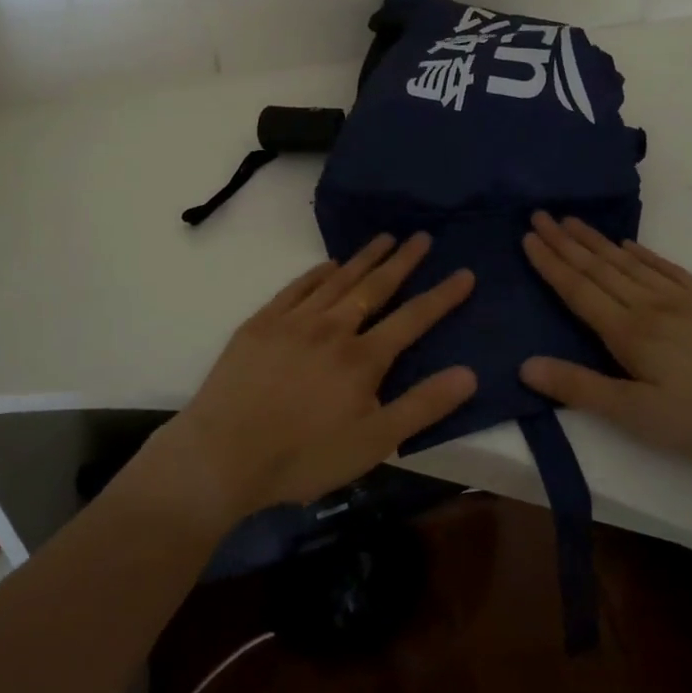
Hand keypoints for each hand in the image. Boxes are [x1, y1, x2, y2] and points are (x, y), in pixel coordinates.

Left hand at [170, 234, 476, 518]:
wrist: (222, 454)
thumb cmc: (303, 457)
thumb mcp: (373, 443)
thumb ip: (422, 406)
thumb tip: (469, 373)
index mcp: (363, 358)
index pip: (413, 318)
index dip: (442, 295)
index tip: (465, 272)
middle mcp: (332, 328)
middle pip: (375, 287)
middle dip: (402, 261)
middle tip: (422, 236)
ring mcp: (294, 321)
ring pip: (337, 280)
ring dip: (364, 258)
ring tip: (385, 238)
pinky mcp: (262, 323)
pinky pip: (296, 287)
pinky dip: (316, 272)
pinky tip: (328, 265)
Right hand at [519, 213, 691, 465]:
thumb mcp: (638, 414)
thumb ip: (581, 388)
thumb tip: (525, 365)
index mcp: (627, 332)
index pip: (578, 290)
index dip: (550, 263)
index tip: (528, 236)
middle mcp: (647, 305)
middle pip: (598, 268)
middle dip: (565, 242)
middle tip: (540, 215)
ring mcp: (681, 298)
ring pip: (627, 263)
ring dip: (596, 241)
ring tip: (573, 221)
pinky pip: (666, 268)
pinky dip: (642, 254)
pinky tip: (628, 245)